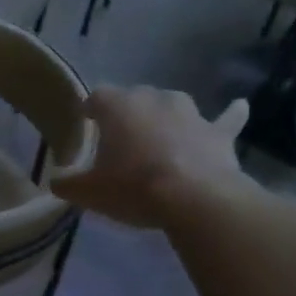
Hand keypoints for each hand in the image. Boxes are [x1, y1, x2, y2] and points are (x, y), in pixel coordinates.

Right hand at [52, 86, 254, 229]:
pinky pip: (226, 119)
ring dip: (166, 115)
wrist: (194, 199)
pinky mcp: (218, 133)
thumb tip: (55, 180)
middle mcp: (154, 99)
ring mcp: (190, 113)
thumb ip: (67, 183)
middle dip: (128, 113)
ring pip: (173, 105)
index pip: (97, 97)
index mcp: (118, 107)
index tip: (86, 122)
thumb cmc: (133, 188)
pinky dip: (230, 115)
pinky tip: (239, 107)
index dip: (90, 109)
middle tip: (121, 138)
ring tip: (160, 134)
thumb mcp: (88, 192)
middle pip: (135, 96)